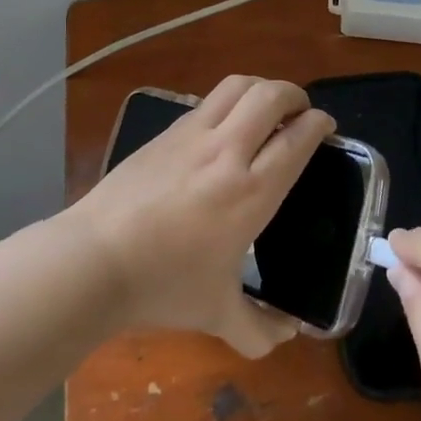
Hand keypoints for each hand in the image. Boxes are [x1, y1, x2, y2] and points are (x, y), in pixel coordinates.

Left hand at [68, 76, 334, 356]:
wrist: (94, 259)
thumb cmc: (163, 285)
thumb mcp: (218, 315)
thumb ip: (260, 330)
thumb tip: (288, 334)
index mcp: (251, 191)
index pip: (297, 138)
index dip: (318, 124)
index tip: (325, 127)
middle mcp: (227, 151)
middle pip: (270, 95)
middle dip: (294, 95)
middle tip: (300, 112)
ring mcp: (192, 135)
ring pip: (236, 86)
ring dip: (260, 89)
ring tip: (266, 109)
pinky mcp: (165, 133)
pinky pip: (206, 103)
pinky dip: (227, 103)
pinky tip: (223, 129)